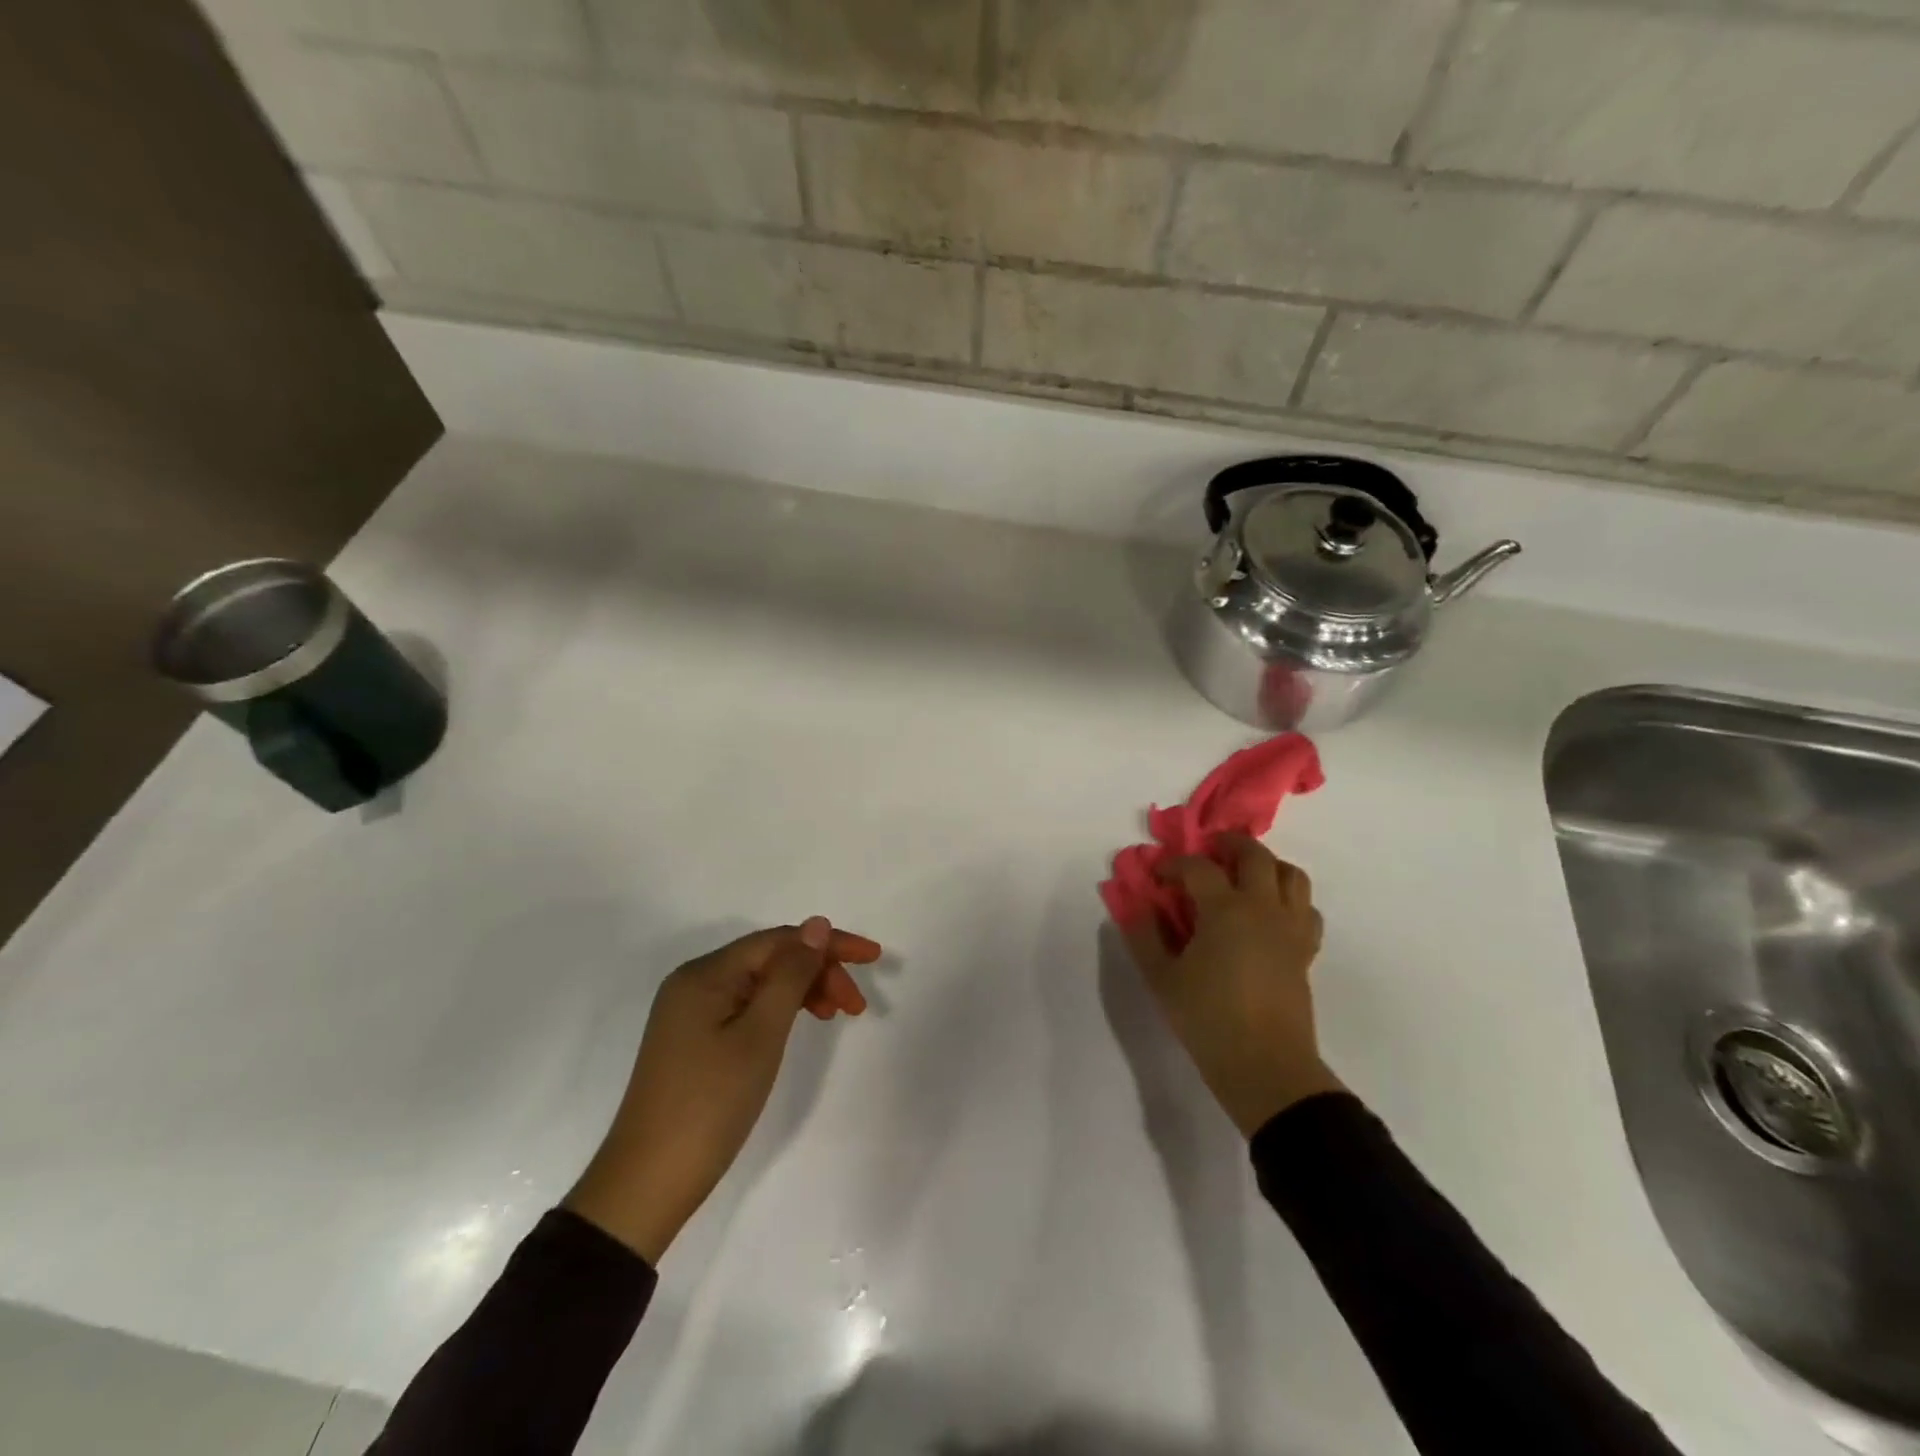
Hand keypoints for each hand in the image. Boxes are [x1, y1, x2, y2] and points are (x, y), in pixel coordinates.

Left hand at [565, 917, 882, 1262]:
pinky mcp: (693, 1039)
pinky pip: (746, 1005)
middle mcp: (695, 982)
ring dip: (803, 990)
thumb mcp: (760, 1035)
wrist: (647, 1185)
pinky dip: (779, 1010)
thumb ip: (791, 975)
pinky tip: (798, 1024)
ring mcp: (691, 1011)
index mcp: (706, 973)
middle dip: (818, 971)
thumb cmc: (710, 1104)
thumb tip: (816, 924)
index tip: (872, 958)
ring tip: (837, 1014)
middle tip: (856, 1005)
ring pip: (761, 982)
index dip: (829, 944)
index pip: (779, 940)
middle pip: (770, 958)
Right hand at [1121, 835, 1343, 1136]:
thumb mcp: (1161, 978)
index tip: (1157, 875)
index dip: (1173, 864)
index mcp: (1226, 909)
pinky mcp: (1306, 950)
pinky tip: (1269, 914)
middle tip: (1208, 851)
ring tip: (1244, 876)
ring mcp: (1290, 928)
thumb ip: (1144, 935)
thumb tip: (1137, 904)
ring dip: (1267, 865)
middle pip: (1256, 854)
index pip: (1198, 867)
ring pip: (1292, 874)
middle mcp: (1263, 908)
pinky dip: (1289, 899)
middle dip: (1229, 844)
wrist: (1265, 1067)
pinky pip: (1306, 908)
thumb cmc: (1207, 1019)